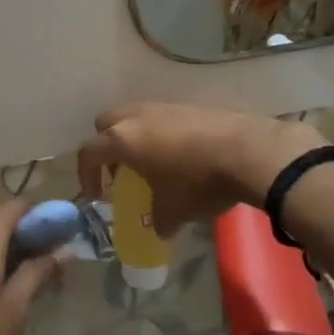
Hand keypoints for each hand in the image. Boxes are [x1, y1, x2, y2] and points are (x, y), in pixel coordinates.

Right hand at [77, 103, 328, 237]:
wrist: (247, 151)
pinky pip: (161, 118)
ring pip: (135, 117)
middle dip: (108, 147)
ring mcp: (162, 107)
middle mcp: (136, 117)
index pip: (88, 152)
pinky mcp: (187, 106)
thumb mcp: (174, 211)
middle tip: (122, 172)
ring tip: (153, 165)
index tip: (97, 196)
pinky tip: (181, 156)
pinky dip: (160, 134)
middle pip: (106, 124)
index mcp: (123, 140)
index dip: (86, 175)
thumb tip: (159, 228)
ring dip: (135, 139)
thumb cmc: (198, 182)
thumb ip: (158, 220)